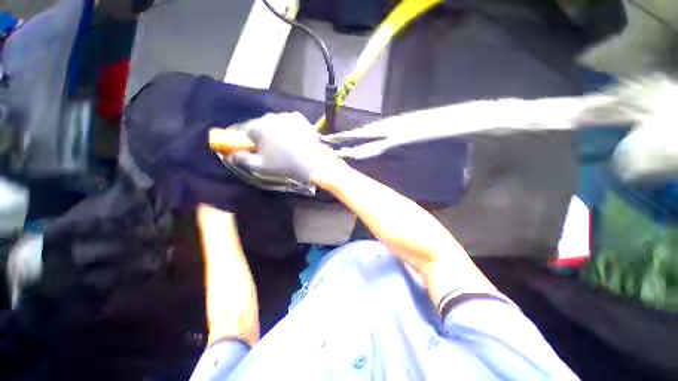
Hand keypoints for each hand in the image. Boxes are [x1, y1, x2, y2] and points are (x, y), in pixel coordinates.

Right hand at [229, 112, 340, 183]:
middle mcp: (271, 116)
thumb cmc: (284, 165)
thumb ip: (243, 159)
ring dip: (278, 130)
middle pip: (262, 125)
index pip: (247, 131)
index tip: (259, 150)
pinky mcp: (300, 117)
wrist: (312, 162)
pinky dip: (290, 128)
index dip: (252, 141)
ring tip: (288, 144)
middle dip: (265, 135)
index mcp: (258, 127)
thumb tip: (232, 155)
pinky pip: (290, 121)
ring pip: (276, 122)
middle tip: (275, 149)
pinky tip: (296, 139)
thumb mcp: (260, 166)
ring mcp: (287, 115)